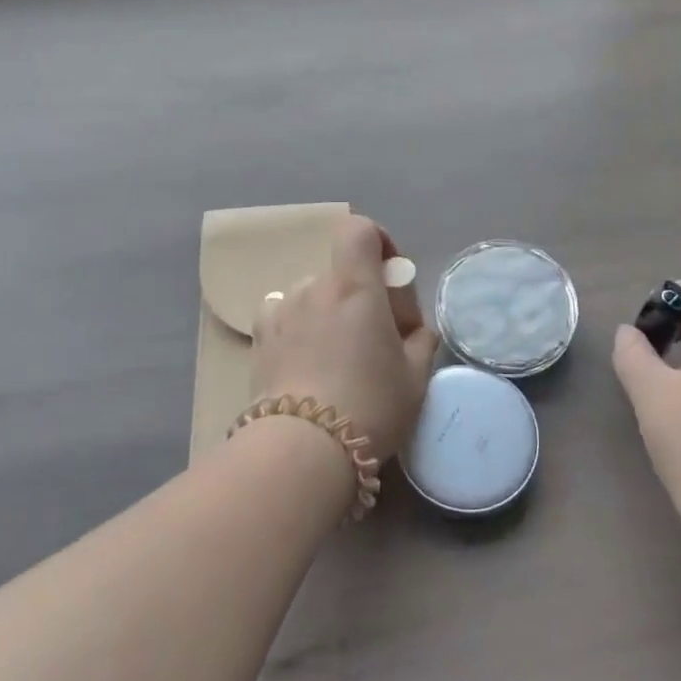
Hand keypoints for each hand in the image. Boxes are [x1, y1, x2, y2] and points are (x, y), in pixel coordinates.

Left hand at [249, 215, 439, 464]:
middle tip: (375, 338)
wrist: (301, 450)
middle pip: (342, 272)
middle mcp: (314, 286)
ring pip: (314, 296)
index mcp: (355, 286)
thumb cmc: (369, 405)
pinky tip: (305, 360)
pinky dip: (298, 326)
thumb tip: (417, 332)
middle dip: (362, 295)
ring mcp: (281, 310)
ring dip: (329, 313)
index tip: (390, 276)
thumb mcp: (415, 378)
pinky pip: (284, 315)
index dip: (378, 241)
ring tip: (337, 358)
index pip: (359, 230)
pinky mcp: (259, 337)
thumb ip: (421, 342)